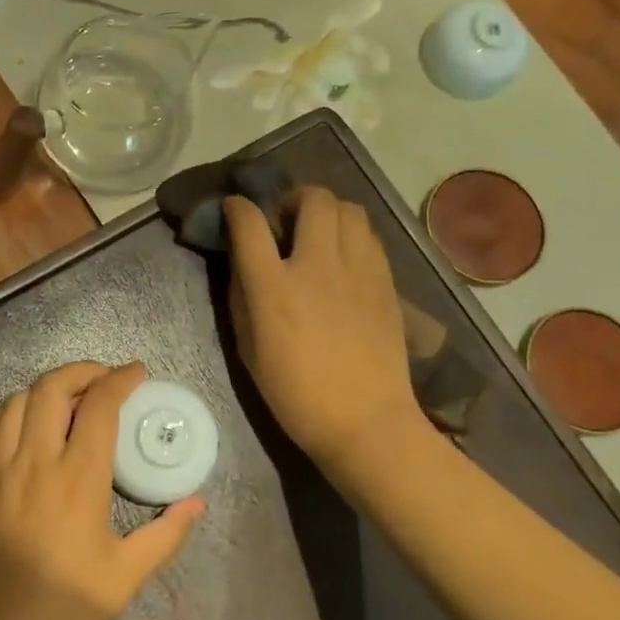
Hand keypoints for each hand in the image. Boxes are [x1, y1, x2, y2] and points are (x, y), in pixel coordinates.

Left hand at [0, 361, 203, 619]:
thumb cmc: (68, 604)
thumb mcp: (128, 573)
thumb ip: (166, 533)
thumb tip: (197, 502)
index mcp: (79, 478)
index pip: (100, 406)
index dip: (119, 379)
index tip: (136, 373)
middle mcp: (37, 461)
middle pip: (52, 388)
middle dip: (80, 371)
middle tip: (102, 379)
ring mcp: (0, 469)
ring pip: (17, 401)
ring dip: (46, 388)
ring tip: (67, 397)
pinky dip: (12, 411)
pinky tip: (26, 420)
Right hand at [225, 186, 423, 469]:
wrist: (365, 421)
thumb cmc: (294, 393)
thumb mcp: (248, 348)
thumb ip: (242, 296)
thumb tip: (243, 262)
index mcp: (273, 287)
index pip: (249, 223)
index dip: (237, 208)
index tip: (234, 209)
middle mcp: (316, 265)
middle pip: (311, 199)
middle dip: (291, 198)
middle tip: (284, 221)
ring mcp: (357, 270)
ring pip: (348, 209)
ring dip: (326, 211)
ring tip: (317, 234)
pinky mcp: (385, 280)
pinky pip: (368, 235)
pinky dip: (350, 233)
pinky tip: (343, 257)